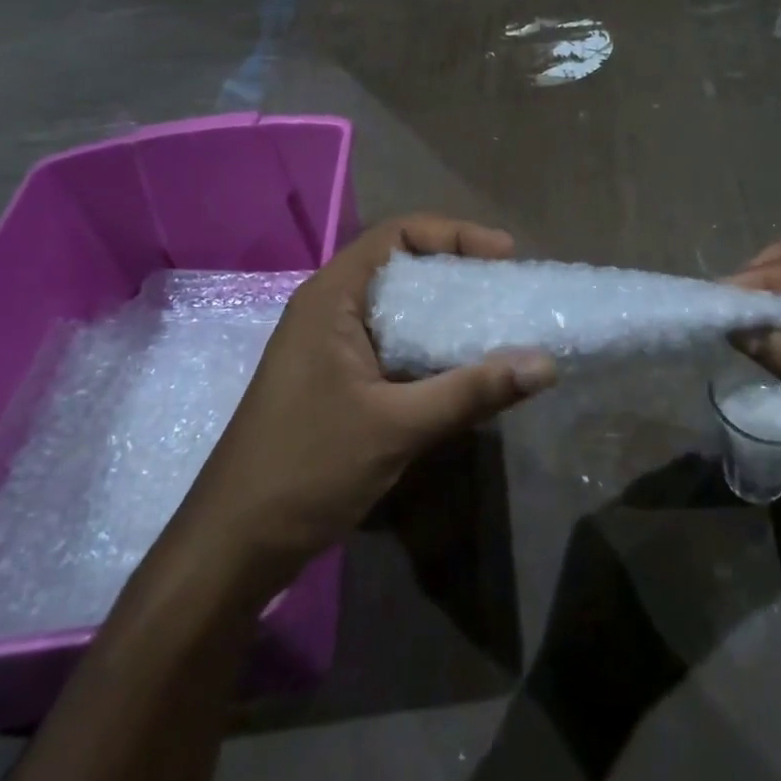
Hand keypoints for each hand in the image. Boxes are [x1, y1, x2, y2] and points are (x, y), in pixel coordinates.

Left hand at [173, 216, 555, 596]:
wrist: (233, 546)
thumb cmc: (307, 469)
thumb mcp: (397, 427)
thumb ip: (472, 391)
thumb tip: (546, 364)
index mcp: (331, 298)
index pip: (398, 234)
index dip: (454, 234)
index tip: (505, 256)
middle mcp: (329, 310)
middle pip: (401, 267)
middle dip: (458, 273)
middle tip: (509, 289)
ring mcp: (330, 347)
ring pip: (399, 309)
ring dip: (447, 313)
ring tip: (499, 324)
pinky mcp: (336, 380)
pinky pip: (393, 345)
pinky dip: (431, 347)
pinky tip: (465, 369)